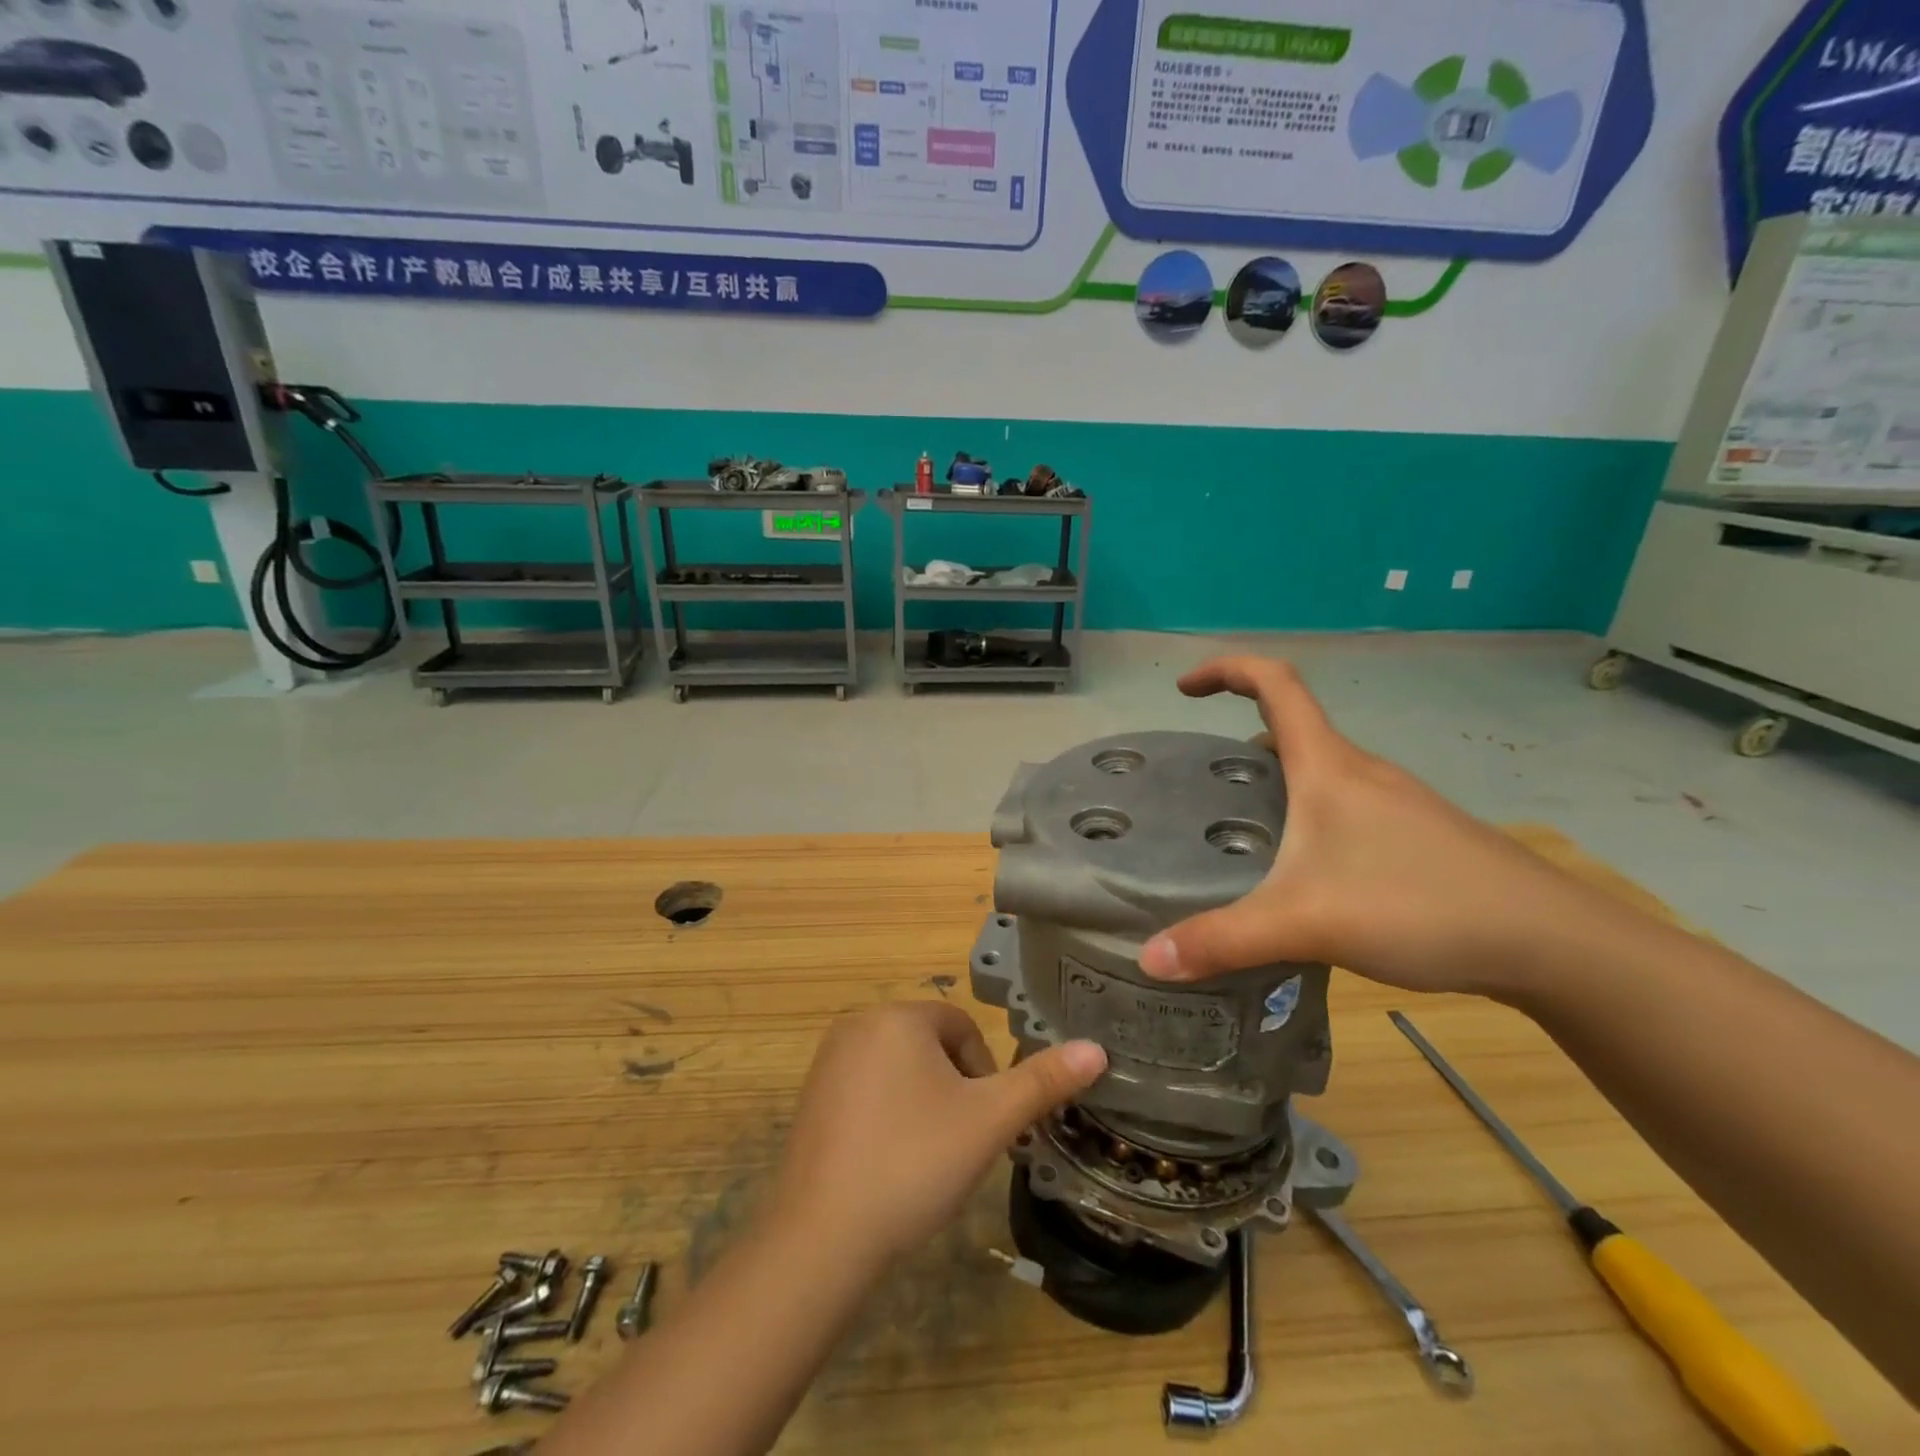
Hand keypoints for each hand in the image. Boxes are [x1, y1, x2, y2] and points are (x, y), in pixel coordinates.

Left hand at [769, 1003, 1106, 1264]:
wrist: (822, 1237)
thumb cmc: (915, 1162)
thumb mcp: (989, 1121)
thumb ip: (1043, 1081)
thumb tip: (1096, 1048)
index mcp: (899, 1016)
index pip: (961, 1028)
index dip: (983, 1074)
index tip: (983, 1122)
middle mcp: (858, 1024)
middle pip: (929, 1046)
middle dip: (953, 1089)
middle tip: (957, 1144)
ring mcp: (828, 1061)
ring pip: (899, 1070)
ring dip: (923, 1103)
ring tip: (925, 1158)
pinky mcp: (810, 1098)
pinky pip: (866, 1091)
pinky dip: (887, 1117)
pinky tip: (888, 1165)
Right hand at [1138, 656, 1609, 997]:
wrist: (1551, 942)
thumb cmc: (1420, 905)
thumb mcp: (1305, 922)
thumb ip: (1222, 941)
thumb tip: (1149, 961)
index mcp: (1329, 767)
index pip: (1275, 683)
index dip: (1225, 670)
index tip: (1183, 690)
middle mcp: (1361, 772)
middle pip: (1292, 729)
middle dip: (1239, 743)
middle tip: (1201, 788)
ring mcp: (1394, 803)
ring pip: (1319, 773)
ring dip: (1275, 783)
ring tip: (1240, 832)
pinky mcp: (1415, 836)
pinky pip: (1343, 806)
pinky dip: (1307, 817)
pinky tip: (1304, 874)